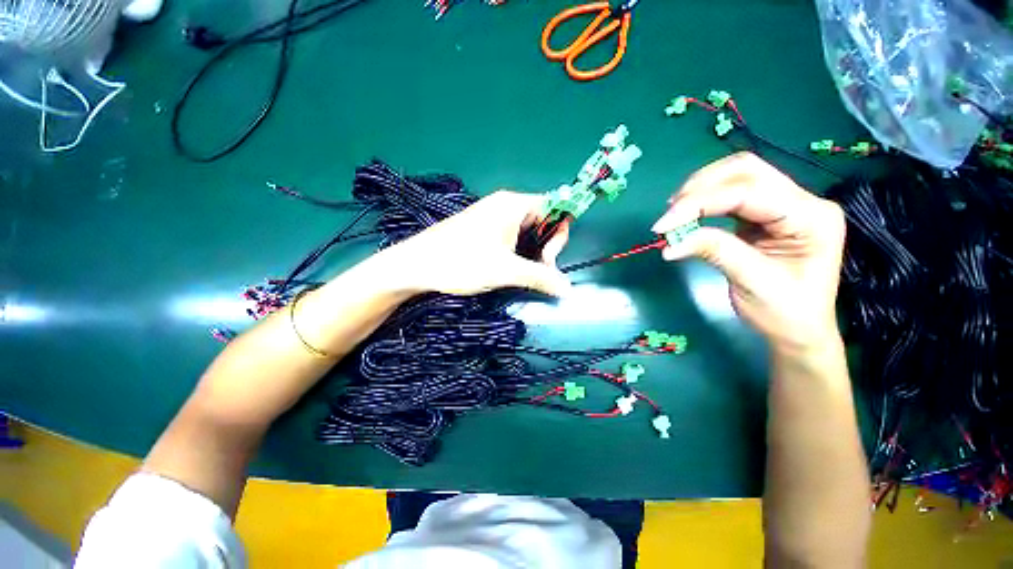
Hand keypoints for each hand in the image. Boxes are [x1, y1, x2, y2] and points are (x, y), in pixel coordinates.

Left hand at [375, 191, 571, 296]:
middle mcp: (505, 205)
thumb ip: (541, 277)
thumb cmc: (461, 261)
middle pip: (542, 221)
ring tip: (520, 274)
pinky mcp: (483, 230)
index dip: (558, 234)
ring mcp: (492, 217)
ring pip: (527, 232)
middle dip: (545, 248)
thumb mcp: (506, 271)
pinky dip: (518, 254)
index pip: (554, 208)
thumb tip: (567, 289)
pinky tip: (508, 270)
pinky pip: (512, 238)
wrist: (416, 265)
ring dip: (531, 254)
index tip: (547, 259)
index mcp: (513, 204)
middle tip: (534, 272)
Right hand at [652, 153, 845, 354]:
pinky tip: (687, 214)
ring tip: (674, 214)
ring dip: (700, 190)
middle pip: (746, 170)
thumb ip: (715, 251)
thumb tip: (671, 242)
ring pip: (737, 176)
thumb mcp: (752, 282)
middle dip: (701, 187)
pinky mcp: (764, 214)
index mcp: (810, 217)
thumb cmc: (785, 313)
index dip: (699, 203)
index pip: (748, 192)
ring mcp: (784, 205)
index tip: (663, 225)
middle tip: (669, 213)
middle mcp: (802, 201)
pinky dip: (704, 201)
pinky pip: (731, 195)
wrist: (798, 330)